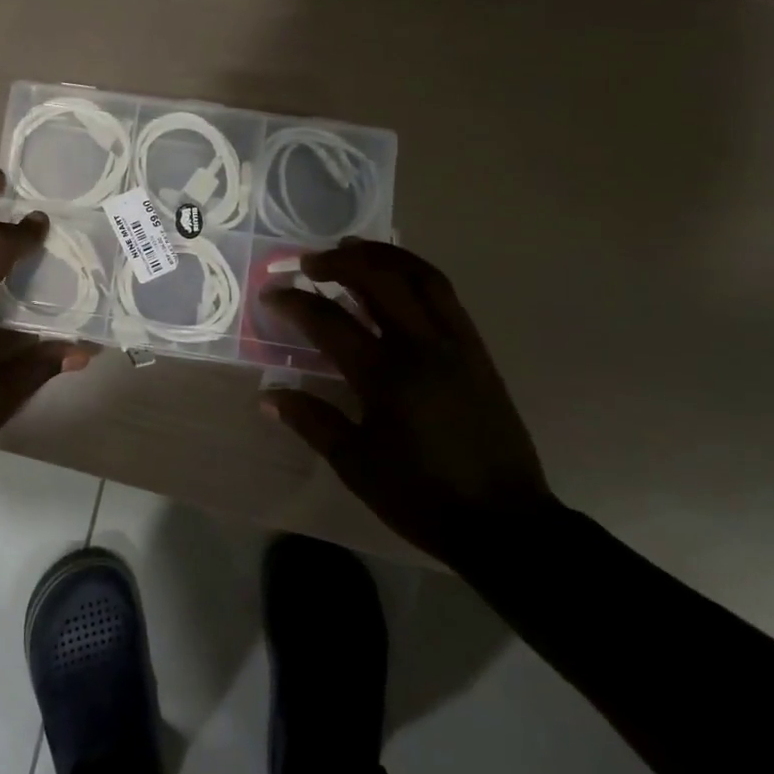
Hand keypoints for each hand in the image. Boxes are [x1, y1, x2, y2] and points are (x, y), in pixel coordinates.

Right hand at [260, 242, 554, 567]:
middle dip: (340, 262)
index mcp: (386, 377)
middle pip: (380, 280)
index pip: (329, 321)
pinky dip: (415, 275)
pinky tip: (397, 280)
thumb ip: (311, 421)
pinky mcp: (478, 352)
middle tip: (310, 262)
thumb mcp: (356, 465)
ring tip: (353, 249)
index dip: (295, 302)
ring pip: (421, 277)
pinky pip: (446, 296)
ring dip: (383, 256)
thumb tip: (267, 397)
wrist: (506, 524)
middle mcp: (423, 348)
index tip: (272, 293)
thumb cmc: (422, 497)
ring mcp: (457, 345)